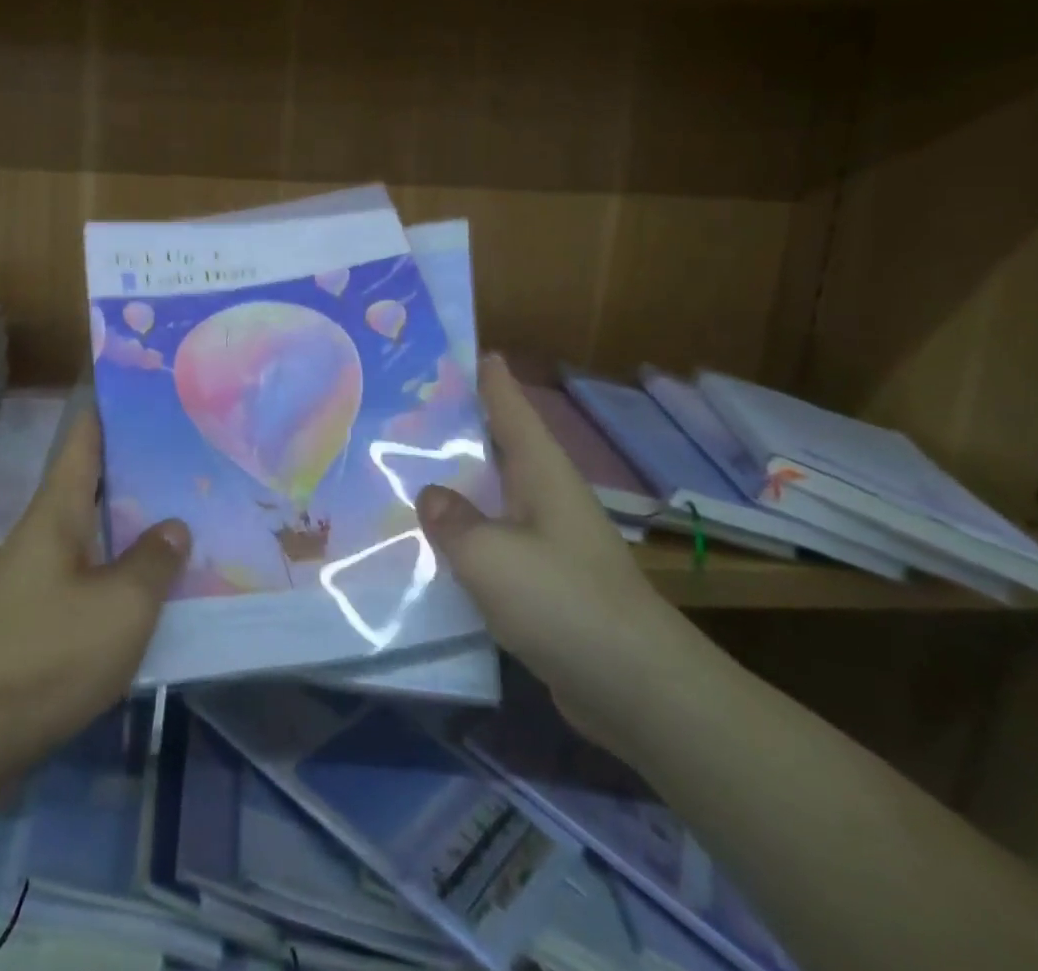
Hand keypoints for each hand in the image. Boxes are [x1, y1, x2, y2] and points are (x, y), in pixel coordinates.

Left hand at [0, 408, 189, 785]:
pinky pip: (95, 583)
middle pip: (99, 484)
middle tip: (202, 455)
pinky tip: (165, 592)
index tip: (156, 387)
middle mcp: (48, 534)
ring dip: (141, 528)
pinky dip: (128, 578)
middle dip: (146, 468)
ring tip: (197, 516)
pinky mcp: (43, 624)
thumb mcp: (119, 606)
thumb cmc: (44, 654)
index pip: (86, 436)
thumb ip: (154, 561)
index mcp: (60, 510)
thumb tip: (175, 526)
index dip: (115, 406)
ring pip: (100, 536)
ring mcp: (43, 580)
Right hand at [415, 354, 710, 755]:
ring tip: (400, 467)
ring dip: (454, 482)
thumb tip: (429, 495)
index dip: (485, 375)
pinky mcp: (542, 581)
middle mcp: (545, 494)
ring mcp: (547, 538)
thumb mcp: (491, 555)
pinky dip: (462, 534)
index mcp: (541, 471)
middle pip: (496, 444)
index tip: (454, 347)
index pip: (509, 405)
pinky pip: (492, 541)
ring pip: (491, 494)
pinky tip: (428, 543)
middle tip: (401, 406)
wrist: (637, 689)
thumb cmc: (564, 602)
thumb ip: (451, 520)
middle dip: (454, 425)